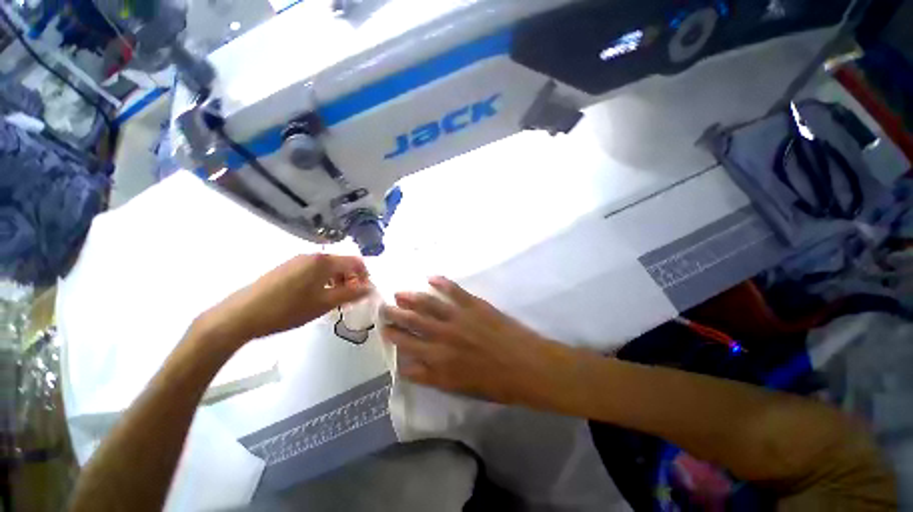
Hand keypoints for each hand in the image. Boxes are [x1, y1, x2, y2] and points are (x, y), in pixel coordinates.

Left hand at [197, 254, 370, 345]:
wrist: (241, 315)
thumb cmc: (288, 309)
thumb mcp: (324, 304)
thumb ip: (351, 294)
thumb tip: (370, 288)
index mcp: (324, 261)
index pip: (355, 262)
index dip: (365, 275)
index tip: (365, 291)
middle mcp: (312, 256)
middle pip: (342, 263)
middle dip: (351, 279)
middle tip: (351, 298)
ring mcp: (297, 260)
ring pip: (327, 267)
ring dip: (337, 280)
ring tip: (335, 299)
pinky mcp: (286, 268)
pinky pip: (313, 270)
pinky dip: (322, 280)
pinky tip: (316, 296)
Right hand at [380, 277, 577, 407]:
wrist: (528, 366)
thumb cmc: (496, 383)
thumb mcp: (459, 388)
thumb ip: (431, 377)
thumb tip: (407, 366)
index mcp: (440, 360)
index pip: (407, 346)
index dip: (394, 337)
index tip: (384, 330)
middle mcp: (444, 336)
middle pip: (413, 322)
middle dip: (396, 315)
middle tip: (385, 308)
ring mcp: (459, 317)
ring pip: (429, 304)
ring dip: (412, 298)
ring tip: (400, 293)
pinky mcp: (475, 305)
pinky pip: (454, 290)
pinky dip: (442, 282)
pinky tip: (431, 277)